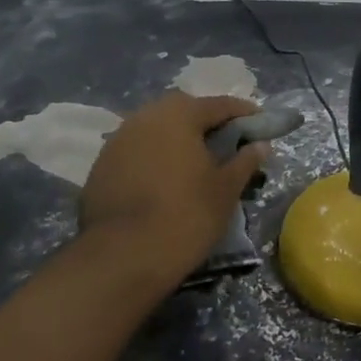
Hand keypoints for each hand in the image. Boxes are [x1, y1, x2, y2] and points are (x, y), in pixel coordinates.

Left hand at [79, 92, 268, 295]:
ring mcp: (117, 141)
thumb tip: (260, 145)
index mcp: (179, 115)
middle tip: (226, 142)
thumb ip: (244, 161)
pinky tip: (165, 180)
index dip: (243, 112)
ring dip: (176, 140)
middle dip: (205, 122)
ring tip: (195, 162)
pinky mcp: (100, 166)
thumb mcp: (226, 189)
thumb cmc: (186, 215)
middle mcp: (144, 117)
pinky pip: (137, 151)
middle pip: (182, 111)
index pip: (218, 104)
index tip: (260, 122)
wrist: (123, 256)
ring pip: (155, 130)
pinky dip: (154, 158)